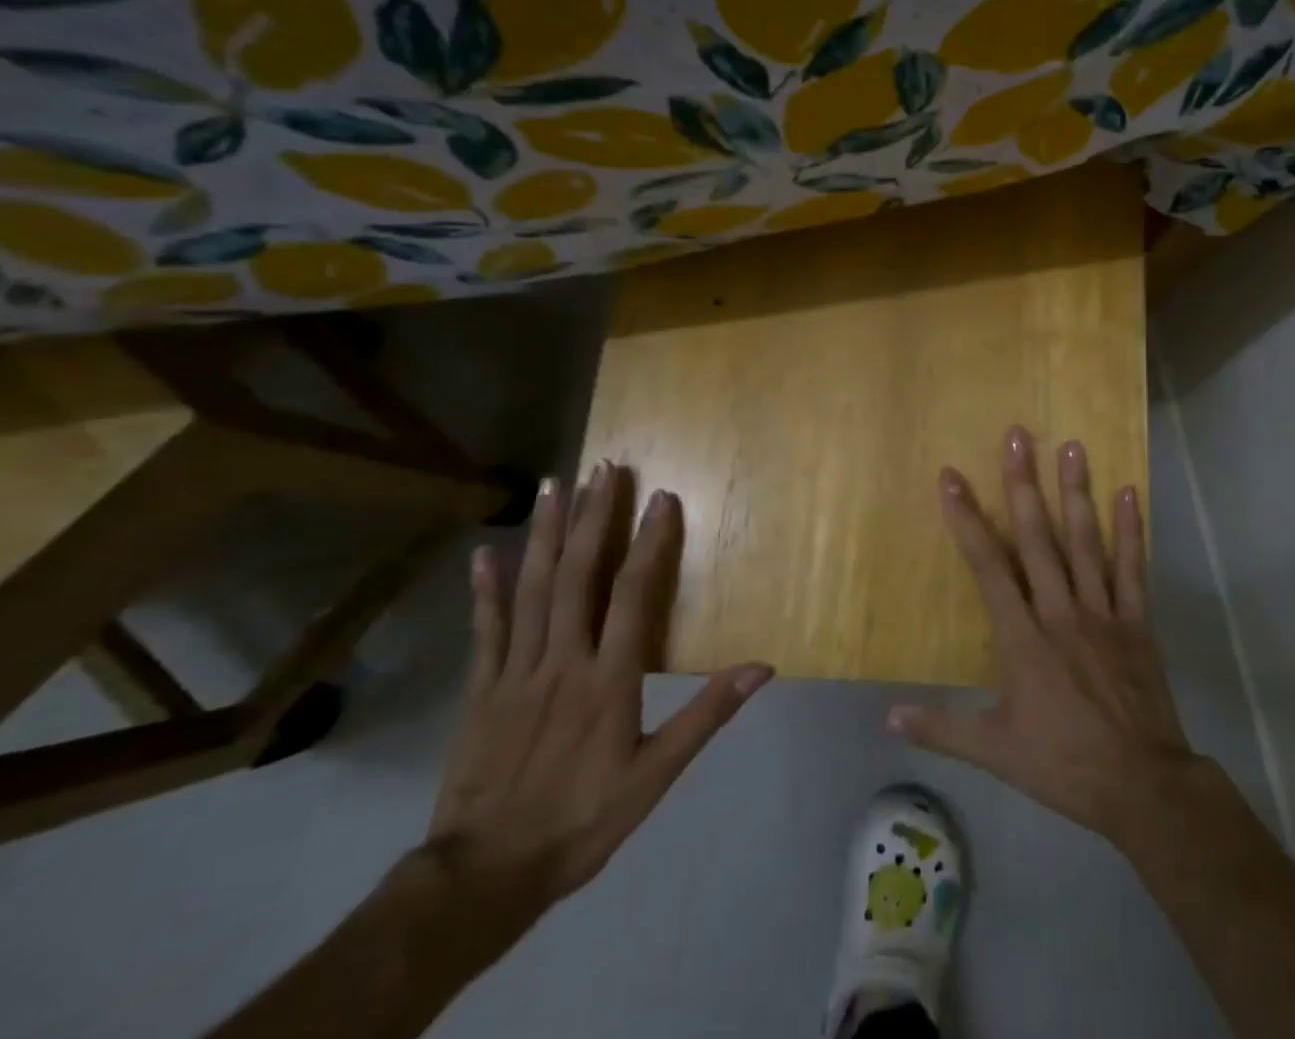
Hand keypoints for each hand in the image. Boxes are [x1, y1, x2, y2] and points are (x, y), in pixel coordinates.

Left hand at [425, 462, 772, 911]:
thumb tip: (761, 668)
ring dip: (543, 534)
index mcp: (608, 679)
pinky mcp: (481, 690)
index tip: (660, 496)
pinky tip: (484, 553)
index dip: (649, 542)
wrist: (483, 877)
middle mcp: (561, 661)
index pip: (633, 594)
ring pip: (531, 590)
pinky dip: (485, 590)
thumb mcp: (655, 776)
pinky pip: (485, 631)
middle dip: (592, 517)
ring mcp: (516, 672)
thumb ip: (706, 716)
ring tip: (553, 485)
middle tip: (602, 468)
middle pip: (577, 576)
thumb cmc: (582, 821)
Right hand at [888, 427, 1201, 847]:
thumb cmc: (1062, 764)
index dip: (966, 518)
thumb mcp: (994, 752)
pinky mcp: (1136, 621)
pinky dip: (1130, 529)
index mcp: (1021, 637)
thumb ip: (941, 727)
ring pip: (1084, 541)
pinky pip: (1132, 568)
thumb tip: (888, 716)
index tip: (951, 477)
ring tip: (1071, 446)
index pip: (987, 566)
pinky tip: (1127, 491)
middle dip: (1023, 484)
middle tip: (1018, 435)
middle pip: (1037, 537)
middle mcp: (1059, 610)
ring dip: (1076, 491)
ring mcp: (1102, 611)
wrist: (1141, 785)